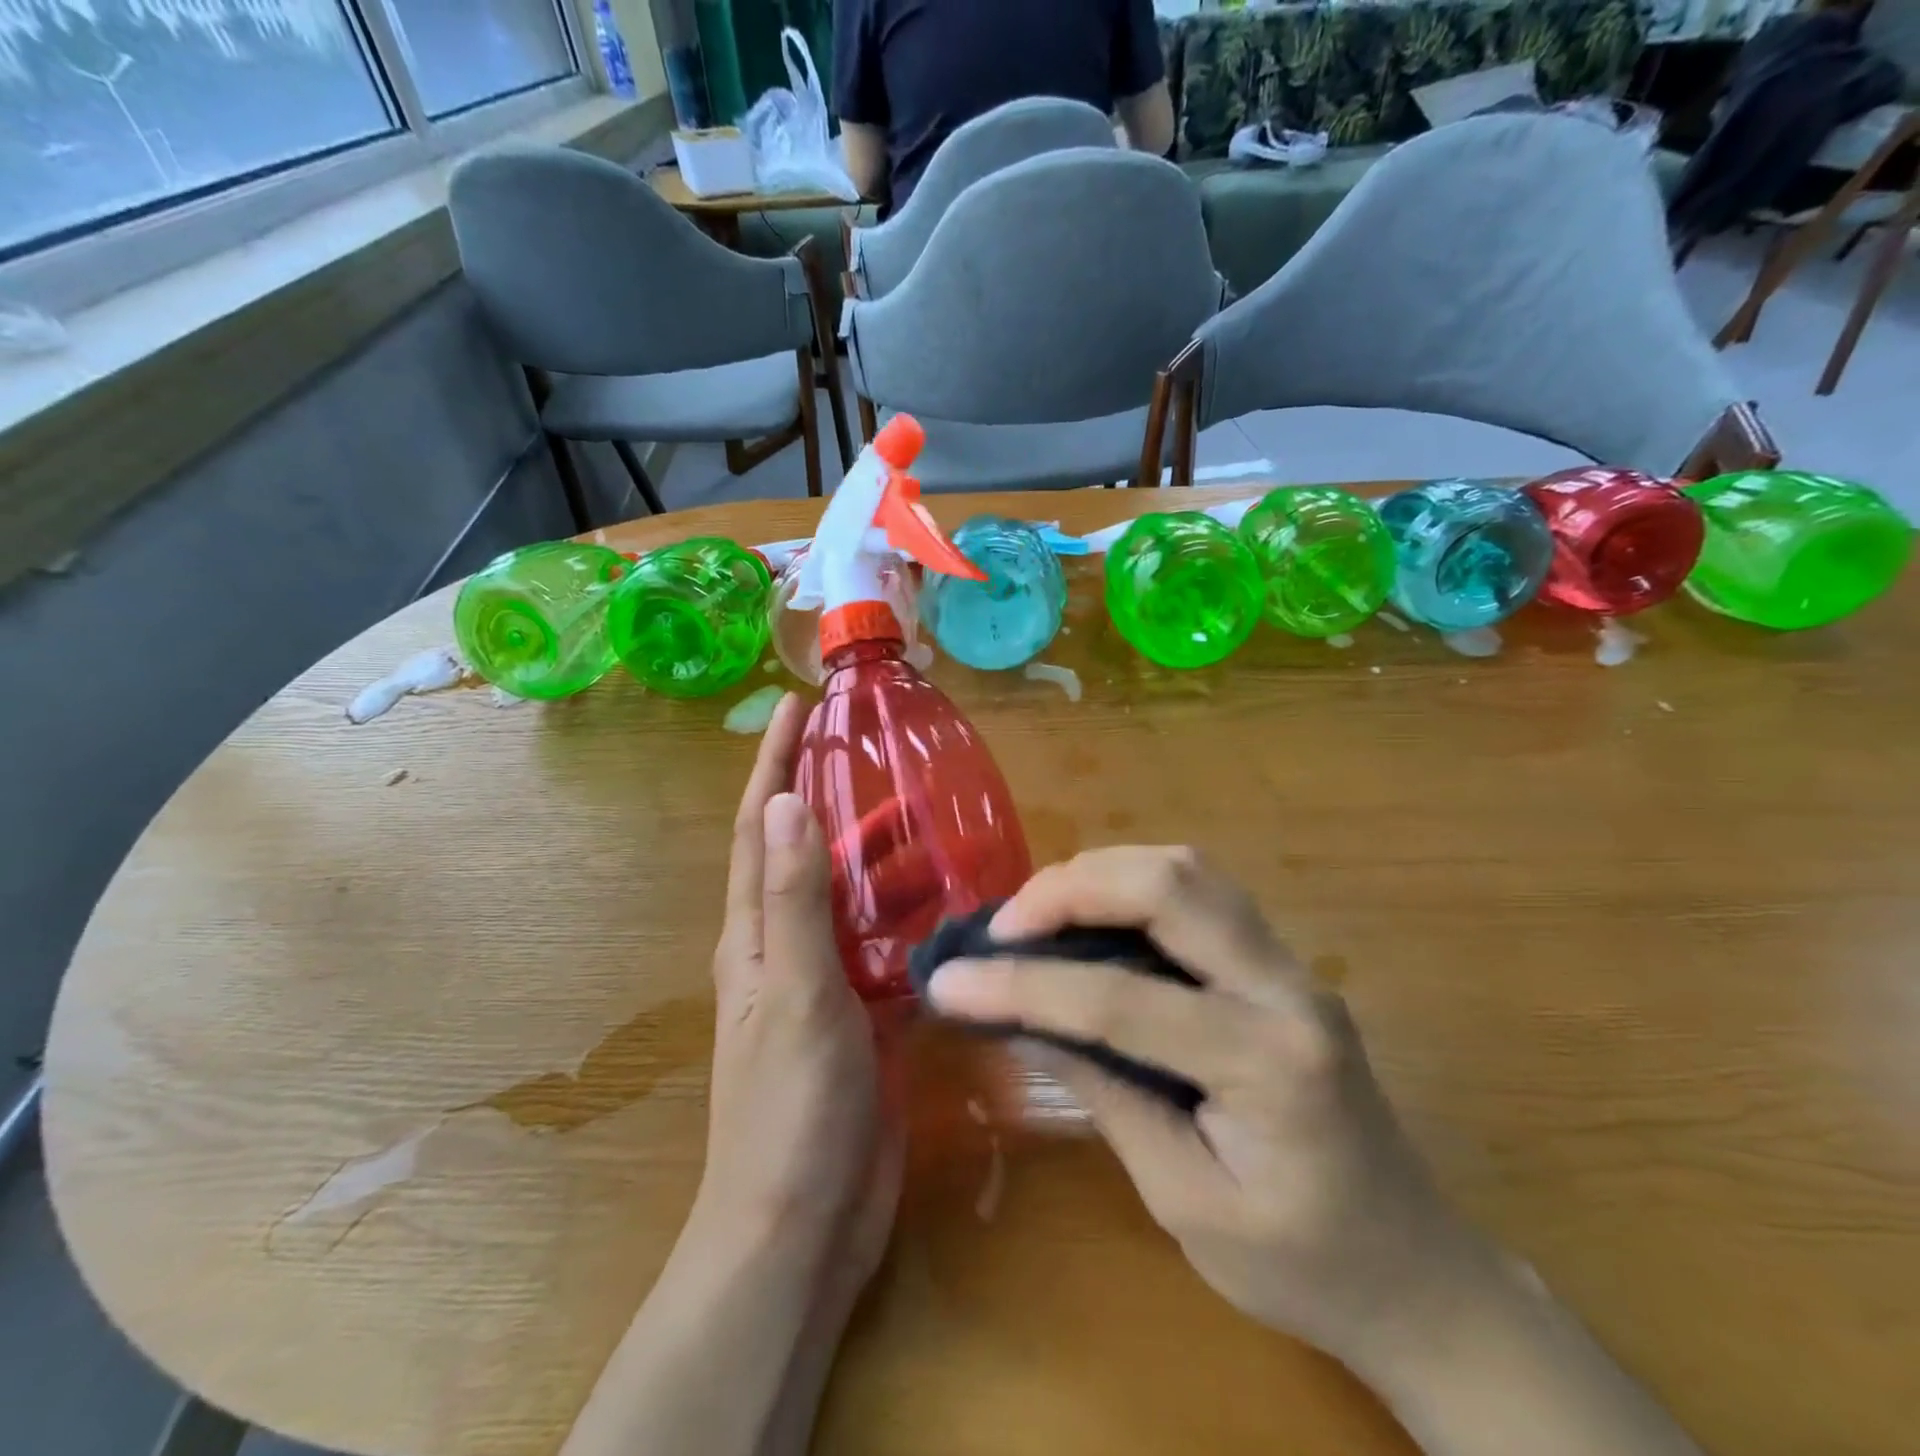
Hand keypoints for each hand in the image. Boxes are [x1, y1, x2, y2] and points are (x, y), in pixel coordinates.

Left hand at [694, 691, 902, 1296]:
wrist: (802, 1225)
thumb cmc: (789, 1108)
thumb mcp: (795, 992)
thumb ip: (794, 900)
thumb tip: (781, 804)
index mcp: (756, 934)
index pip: (757, 828)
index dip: (772, 765)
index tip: (795, 709)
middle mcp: (787, 947)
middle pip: (809, 854)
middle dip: (833, 798)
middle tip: (882, 754)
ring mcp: (828, 982)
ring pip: (855, 898)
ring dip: (883, 856)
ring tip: (931, 814)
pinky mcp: (866, 1015)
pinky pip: (888, 946)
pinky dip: (912, 915)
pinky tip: (952, 899)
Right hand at [923, 846, 1490, 1377]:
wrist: (1418, 1272)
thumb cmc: (1301, 1265)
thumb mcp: (1183, 1200)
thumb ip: (1105, 1093)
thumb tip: (1023, 1018)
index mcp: (1268, 1063)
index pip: (1120, 1000)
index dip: (1023, 985)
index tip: (948, 980)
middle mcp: (1287, 988)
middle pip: (1170, 885)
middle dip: (1069, 889)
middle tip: (1003, 926)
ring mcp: (1290, 965)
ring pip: (1187, 869)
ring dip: (1101, 873)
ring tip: (1037, 913)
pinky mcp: (1280, 962)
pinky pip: (1199, 890)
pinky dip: (1131, 884)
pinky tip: (1092, 914)